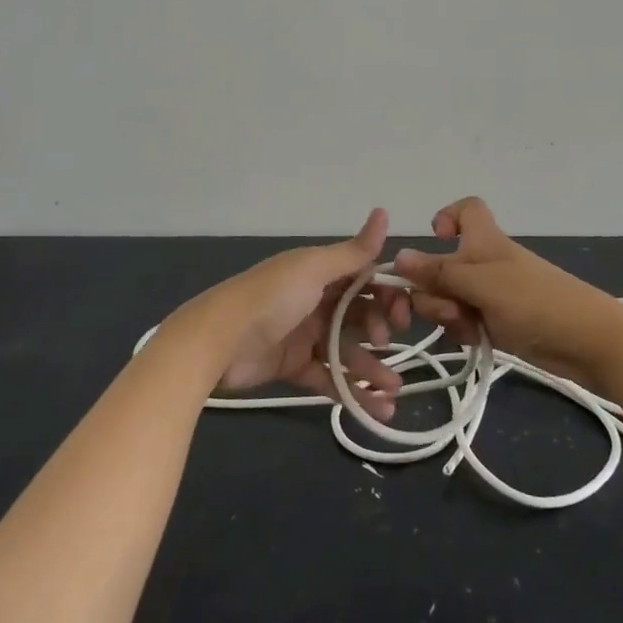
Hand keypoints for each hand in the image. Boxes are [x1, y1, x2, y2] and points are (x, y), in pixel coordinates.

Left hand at [172, 209, 408, 419]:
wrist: (220, 340)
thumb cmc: (272, 297)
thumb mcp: (314, 269)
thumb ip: (353, 251)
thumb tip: (385, 211)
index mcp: (321, 273)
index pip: (365, 281)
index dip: (387, 297)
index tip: (402, 315)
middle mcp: (317, 301)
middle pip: (360, 317)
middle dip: (381, 333)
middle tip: (388, 347)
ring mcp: (306, 335)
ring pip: (349, 352)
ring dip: (373, 370)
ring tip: (393, 392)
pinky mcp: (295, 366)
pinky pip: (330, 378)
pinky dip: (353, 393)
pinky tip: (376, 410)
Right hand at [393, 197, 622, 388]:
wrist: (587, 341)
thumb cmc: (535, 300)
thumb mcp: (481, 284)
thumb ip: (438, 273)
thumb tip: (396, 256)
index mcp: (483, 240)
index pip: (466, 209)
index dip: (447, 217)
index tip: (437, 240)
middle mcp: (484, 263)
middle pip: (441, 266)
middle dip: (434, 289)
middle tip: (450, 308)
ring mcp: (490, 293)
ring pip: (448, 297)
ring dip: (449, 314)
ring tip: (470, 328)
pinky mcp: (496, 321)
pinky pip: (464, 321)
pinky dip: (465, 330)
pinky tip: (477, 341)